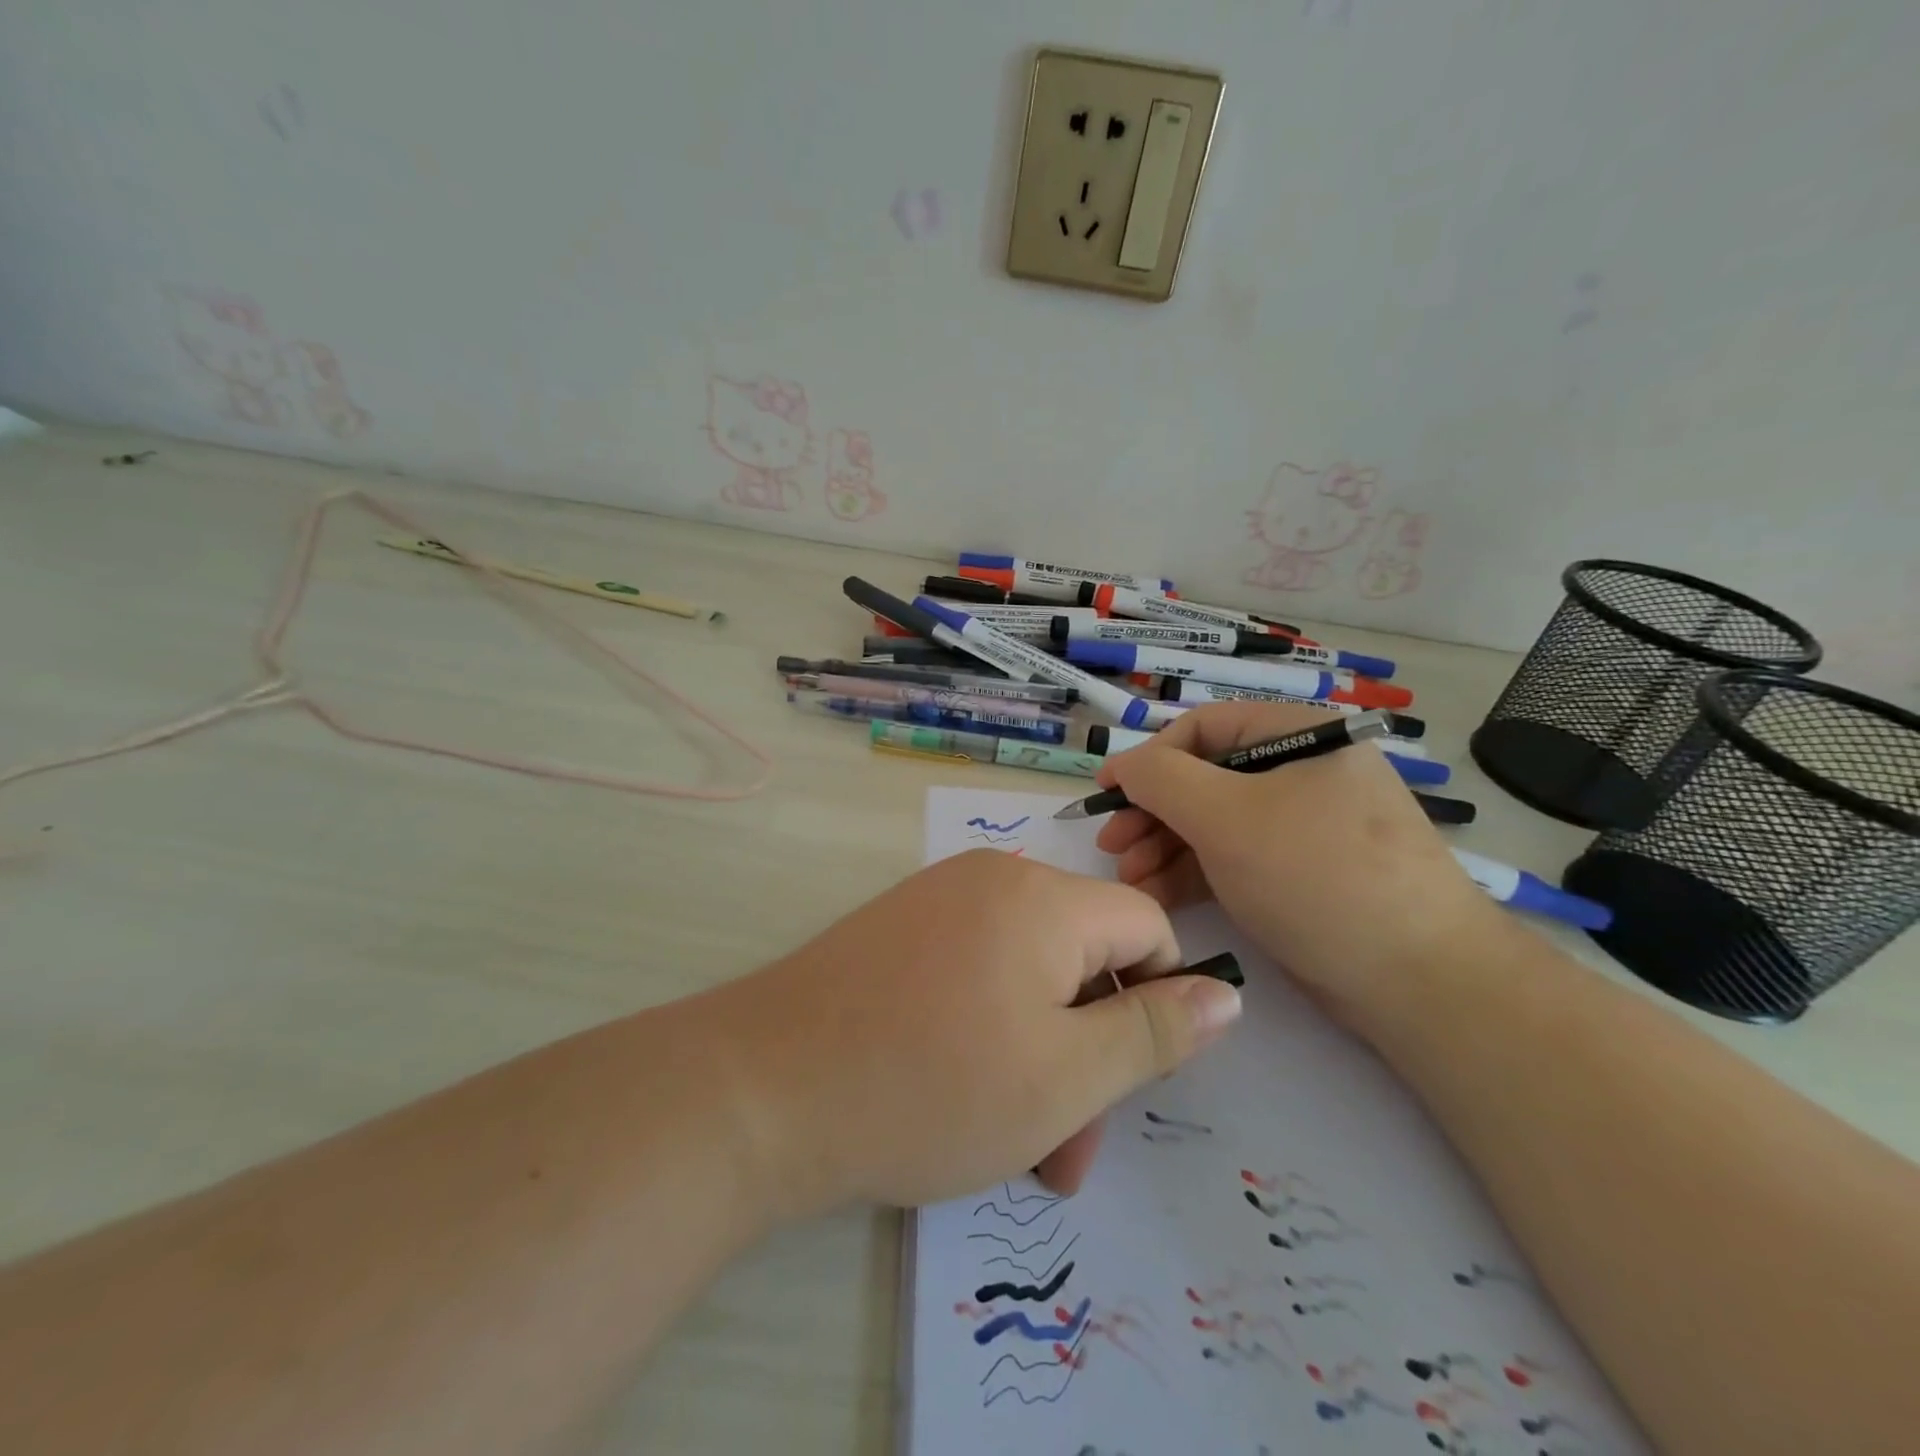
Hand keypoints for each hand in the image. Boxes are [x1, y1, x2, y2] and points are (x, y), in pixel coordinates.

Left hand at [709, 850, 1243, 1217]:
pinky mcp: (898, 930)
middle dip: (1090, 1052)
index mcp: (1043, 898)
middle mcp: (992, 880)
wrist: (762, 1087)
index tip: (1131, 1079)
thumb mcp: (1065, 1077)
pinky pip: (975, 971)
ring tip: (1017, 1147)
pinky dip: (991, 1031)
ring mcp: (938, 901)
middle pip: (1083, 956)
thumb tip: (1224, 991)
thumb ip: (1153, 1032)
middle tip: (1067, 1152)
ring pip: (1028, 975)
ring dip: (1041, 1056)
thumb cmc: (929, 1085)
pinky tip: (963, 1098)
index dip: (1159, 1001)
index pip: (1146, 926)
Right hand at [1094, 701, 1499, 1028]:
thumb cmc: (1316, 877)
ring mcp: (1304, 823)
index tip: (1104, 794)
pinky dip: (1194, 871)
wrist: (1419, 982)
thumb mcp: (1226, 818)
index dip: (1146, 759)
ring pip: (1216, 821)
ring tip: (1129, 878)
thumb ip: (1161, 780)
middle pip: (1205, 777)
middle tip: (1112, 847)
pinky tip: (1157, 894)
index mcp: (1299, 734)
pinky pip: (1236, 856)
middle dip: (1152, 812)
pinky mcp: (1301, 871)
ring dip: (1165, 846)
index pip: (1203, 728)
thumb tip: (1124, 765)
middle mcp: (1303, 770)